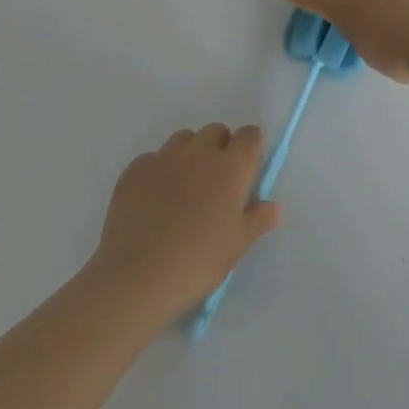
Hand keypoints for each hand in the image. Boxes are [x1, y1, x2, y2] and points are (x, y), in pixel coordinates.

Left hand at [84, 124, 280, 328]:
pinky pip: (154, 158)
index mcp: (231, 166)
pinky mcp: (135, 169)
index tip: (246, 171)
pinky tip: (154, 200)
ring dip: (190, 154)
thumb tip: (273, 206)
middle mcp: (199, 151)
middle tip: (215, 183)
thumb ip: (258, 219)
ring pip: (184, 139)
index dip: (250, 149)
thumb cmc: (198, 262)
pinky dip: (160, 170)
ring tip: (184, 189)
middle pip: (216, 131)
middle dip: (220, 148)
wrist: (137, 277)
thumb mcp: (237, 246)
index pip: (250, 135)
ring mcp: (164, 157)